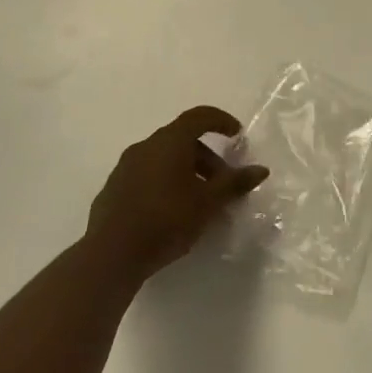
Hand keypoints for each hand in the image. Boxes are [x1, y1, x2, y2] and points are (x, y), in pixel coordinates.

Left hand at [85, 107, 268, 281]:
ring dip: (186, 172)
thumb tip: (261, 170)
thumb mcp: (208, 203)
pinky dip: (164, 183)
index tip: (237, 135)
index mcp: (170, 141)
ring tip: (198, 201)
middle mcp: (145, 146)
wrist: (111, 256)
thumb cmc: (166, 220)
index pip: (199, 116)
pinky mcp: (113, 189)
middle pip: (183, 140)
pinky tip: (170, 212)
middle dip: (207, 158)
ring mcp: (125, 167)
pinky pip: (146, 176)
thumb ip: (234, 183)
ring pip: (163, 159)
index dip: (221, 121)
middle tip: (222, 183)